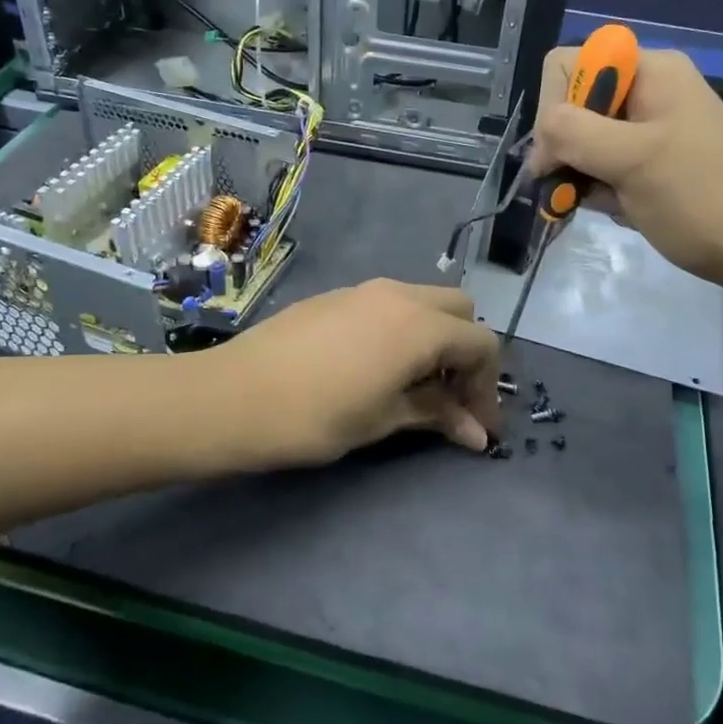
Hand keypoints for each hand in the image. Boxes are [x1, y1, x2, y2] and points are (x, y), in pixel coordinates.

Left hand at [208, 280, 501, 467]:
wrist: (234, 396)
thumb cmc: (316, 416)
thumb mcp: (383, 419)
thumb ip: (435, 414)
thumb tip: (477, 433)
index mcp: (420, 325)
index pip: (481, 344)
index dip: (488, 387)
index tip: (478, 427)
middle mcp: (399, 295)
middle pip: (458, 311)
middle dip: (465, 352)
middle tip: (450, 398)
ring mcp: (364, 290)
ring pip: (422, 302)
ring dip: (434, 338)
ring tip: (415, 385)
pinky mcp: (335, 296)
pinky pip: (388, 304)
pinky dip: (402, 329)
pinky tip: (376, 366)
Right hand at [529, 47, 722, 293]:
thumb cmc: (703, 198)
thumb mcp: (633, 160)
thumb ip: (574, 133)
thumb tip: (540, 135)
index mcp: (648, 71)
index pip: (568, 66)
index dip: (553, 106)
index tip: (562, 153)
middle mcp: (646, 90)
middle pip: (572, 104)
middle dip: (565, 147)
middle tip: (574, 187)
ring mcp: (648, 128)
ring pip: (582, 140)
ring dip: (580, 173)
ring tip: (603, 203)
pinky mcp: (650, 162)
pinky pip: (603, 165)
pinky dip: (598, 189)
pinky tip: (618, 209)